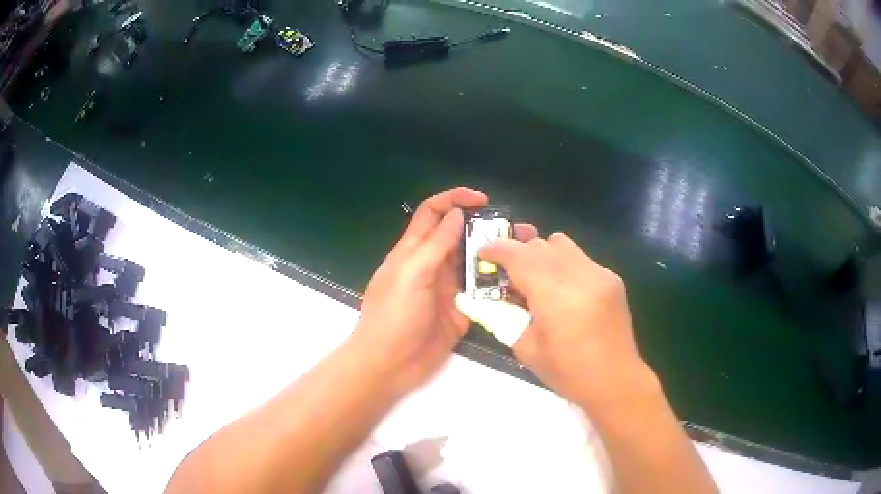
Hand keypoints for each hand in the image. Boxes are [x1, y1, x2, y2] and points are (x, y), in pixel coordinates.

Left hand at [351, 188, 536, 396]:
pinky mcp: (462, 312)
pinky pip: (483, 294)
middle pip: (461, 236)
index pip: (433, 213)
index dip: (455, 199)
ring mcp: (449, 289)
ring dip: (497, 257)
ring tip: (525, 253)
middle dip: (486, 228)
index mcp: (414, 250)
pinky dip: (499, 287)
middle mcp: (434, 265)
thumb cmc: (393, 316)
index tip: (483, 200)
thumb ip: (436, 244)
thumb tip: (457, 213)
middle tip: (518, 229)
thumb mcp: (411, 274)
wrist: (389, 365)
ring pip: (475, 264)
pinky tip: (520, 283)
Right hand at [479, 233, 652, 409]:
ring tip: (535, 278)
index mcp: (555, 297)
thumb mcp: (526, 349)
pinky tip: (563, 291)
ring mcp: (600, 274)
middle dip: (518, 253)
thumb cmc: (568, 373)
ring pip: (562, 243)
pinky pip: (580, 258)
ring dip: (541, 254)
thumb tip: (484, 298)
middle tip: (507, 274)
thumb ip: (504, 316)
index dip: (497, 249)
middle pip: (540, 245)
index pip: (520, 256)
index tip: (483, 253)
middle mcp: (580, 276)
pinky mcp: (612, 278)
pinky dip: (563, 265)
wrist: (616, 381)